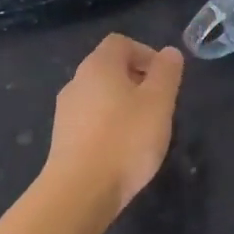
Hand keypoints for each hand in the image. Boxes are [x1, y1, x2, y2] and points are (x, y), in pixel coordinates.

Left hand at [46, 34, 184, 210]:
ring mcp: (66, 112)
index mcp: (98, 66)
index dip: (146, 54)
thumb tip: (169, 53)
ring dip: (124, 105)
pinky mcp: (63, 139)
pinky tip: (123, 151)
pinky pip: (91, 121)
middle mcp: (77, 82)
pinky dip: (110, 127)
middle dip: (138, 81)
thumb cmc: (125, 139)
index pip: (121, 43)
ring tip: (145, 131)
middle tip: (160, 106)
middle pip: (110, 69)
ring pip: (100, 96)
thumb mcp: (159, 102)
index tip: (165, 79)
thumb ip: (167, 73)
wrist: (80, 191)